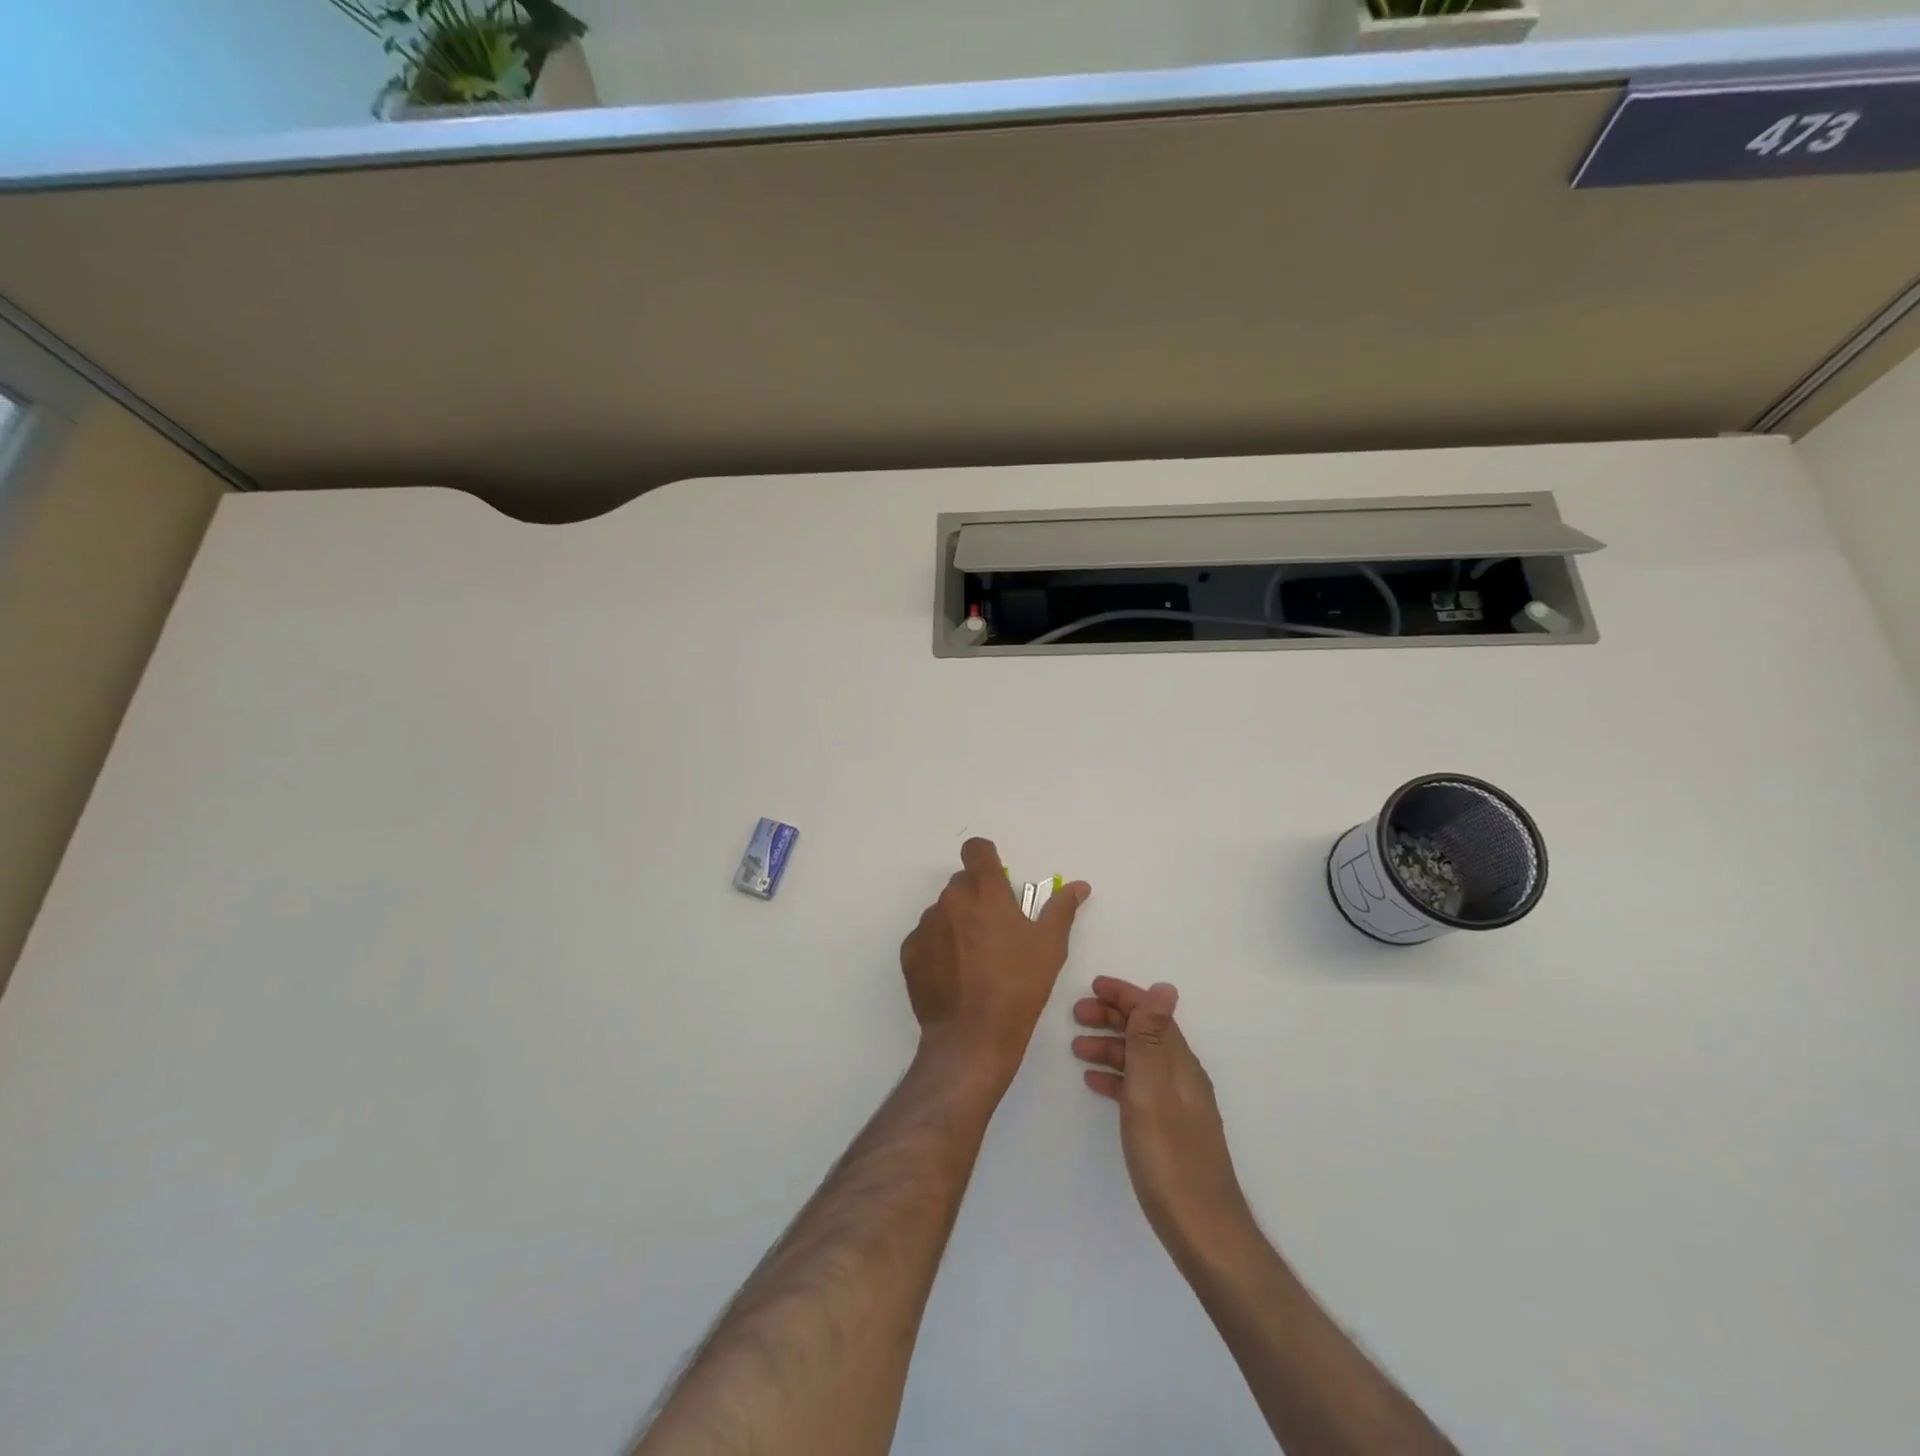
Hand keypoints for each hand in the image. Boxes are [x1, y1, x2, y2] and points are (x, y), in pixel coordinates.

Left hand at [901, 838, 1090, 1092]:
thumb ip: (1061, 909)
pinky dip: (939, 948)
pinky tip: (955, 976)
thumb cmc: (1018, 987)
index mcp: (985, 891)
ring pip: (943, 911)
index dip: (986, 858)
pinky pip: (926, 938)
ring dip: (958, 923)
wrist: (972, 1037)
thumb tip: (1078, 886)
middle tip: (996, 931)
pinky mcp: (910, 952)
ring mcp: (926, 926)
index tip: (997, 879)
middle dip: (977, 897)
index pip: (976, 849)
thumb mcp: (1050, 947)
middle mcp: (950, 900)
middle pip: (962, 883)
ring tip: (975, 960)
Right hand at [1073, 978, 1253, 1261]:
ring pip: (1140, 1060)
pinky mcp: (1170, 1129)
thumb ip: (1152, 1039)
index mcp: (1180, 1063)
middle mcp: (1182, 1077)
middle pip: (1146, 1033)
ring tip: (1077, 1048)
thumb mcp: (1152, 1090)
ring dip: (1110, 1046)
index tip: (1091, 987)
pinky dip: (1116, 1076)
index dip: (1124, 996)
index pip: (1152, 1014)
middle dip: (1112, 1018)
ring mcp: (1178, 1105)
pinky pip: (1138, 1087)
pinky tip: (1096, 1084)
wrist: (1202, 1230)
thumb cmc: (1169, 1156)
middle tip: (1075, 1015)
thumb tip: (1163, 987)